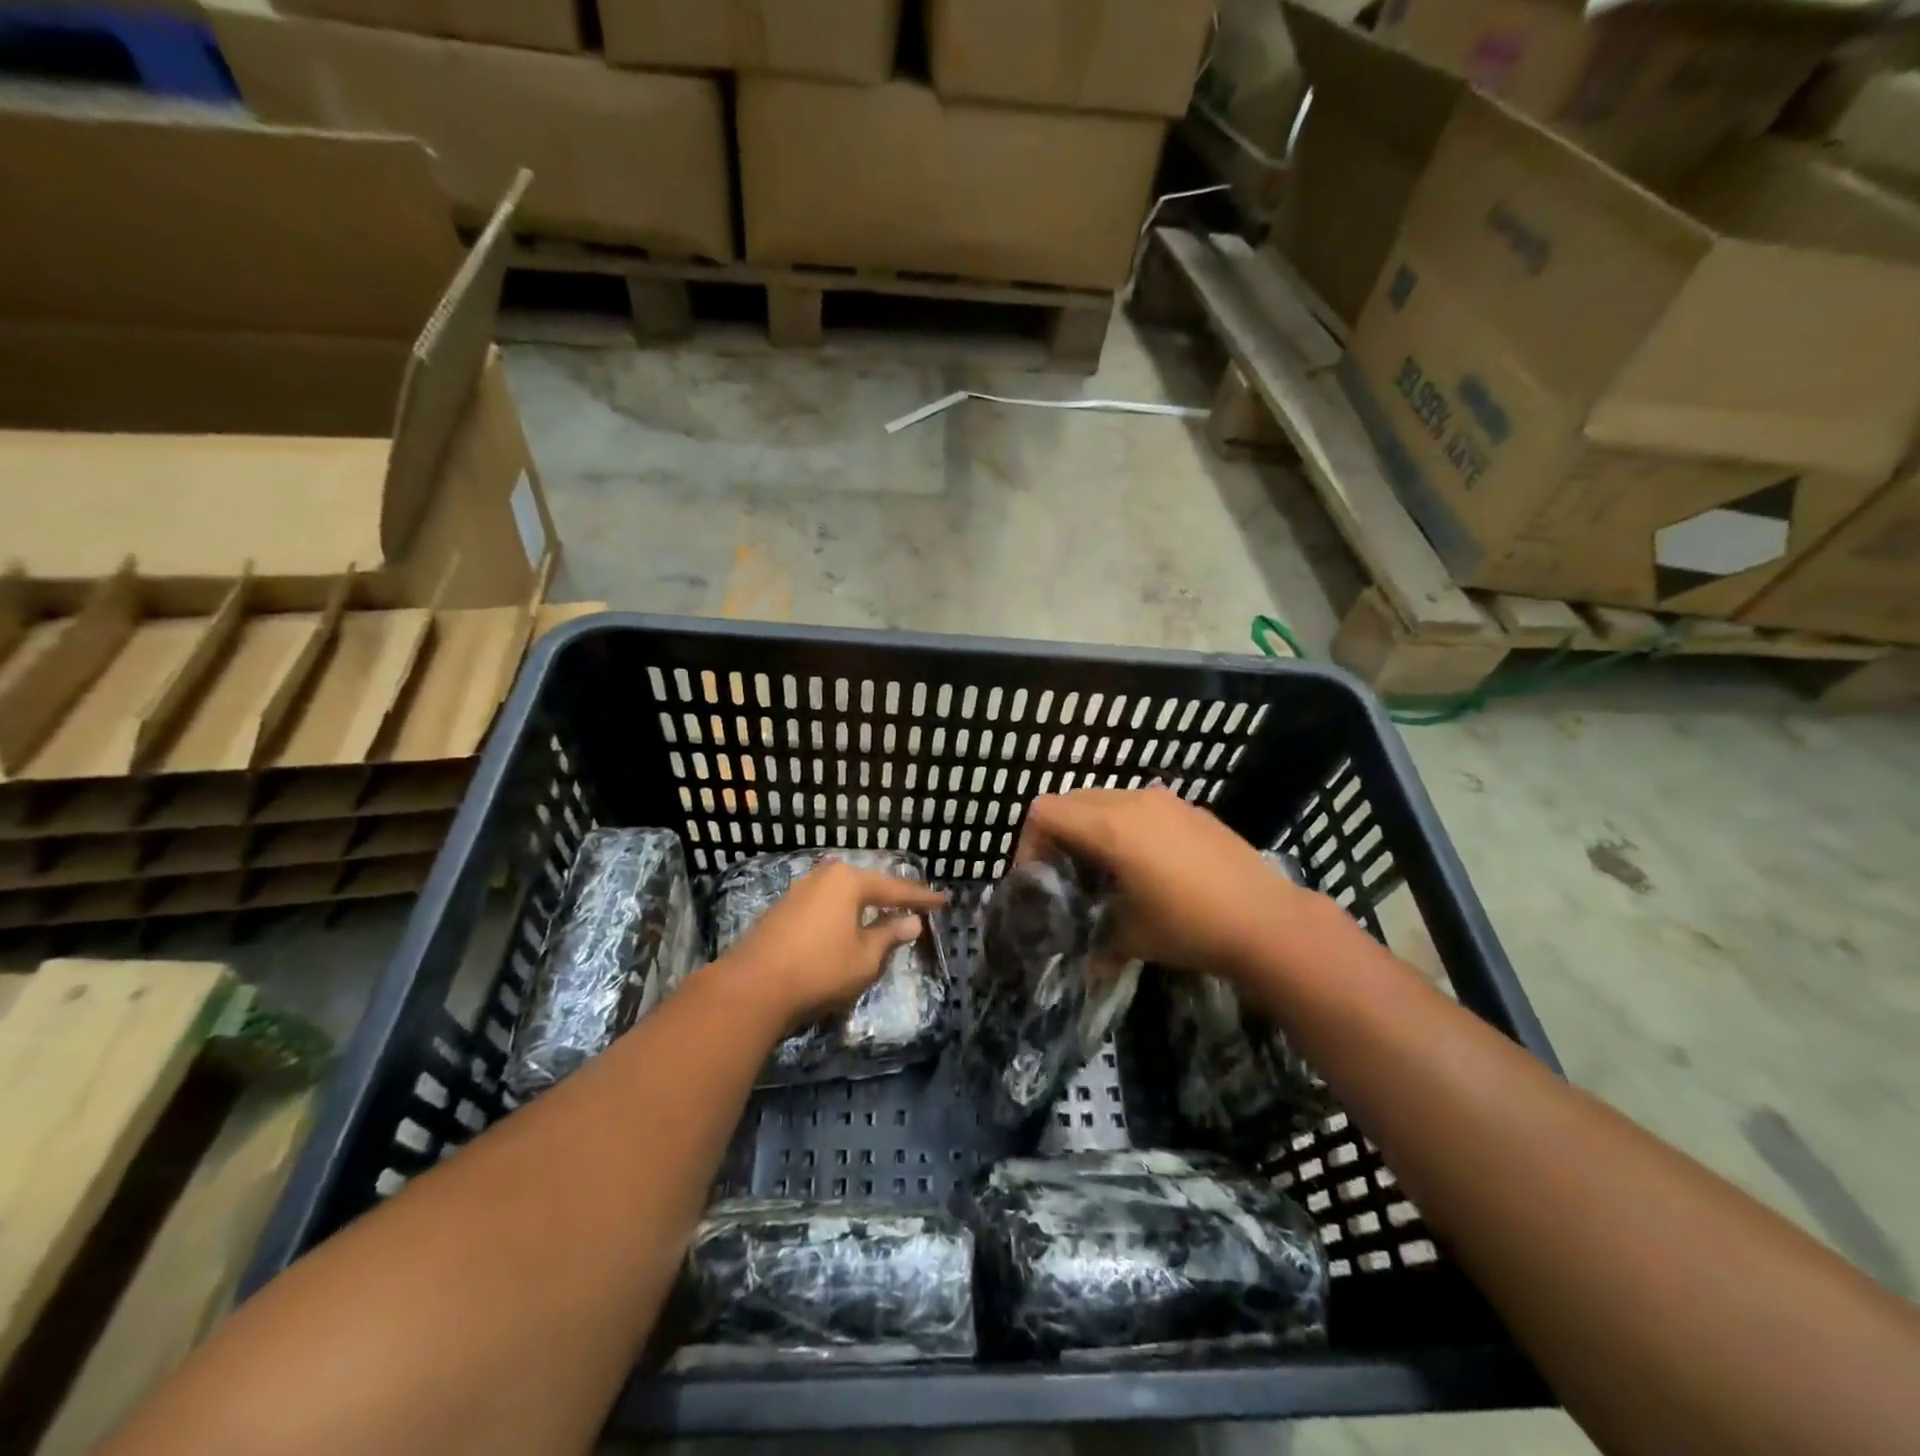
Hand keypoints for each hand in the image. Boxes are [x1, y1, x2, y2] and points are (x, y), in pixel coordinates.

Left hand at [721, 861, 947, 1029]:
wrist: (752, 988)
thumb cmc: (819, 969)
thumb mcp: (865, 957)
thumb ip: (890, 936)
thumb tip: (912, 921)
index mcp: (849, 880)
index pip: (895, 889)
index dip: (921, 898)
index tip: (944, 900)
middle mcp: (824, 876)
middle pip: (867, 885)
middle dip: (891, 896)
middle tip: (915, 905)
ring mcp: (800, 891)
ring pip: (844, 895)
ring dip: (865, 906)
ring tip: (886, 914)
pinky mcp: (783, 910)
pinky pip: (825, 906)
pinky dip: (843, 915)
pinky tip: (849, 926)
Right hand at [1016, 786, 1311, 982]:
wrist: (1269, 922)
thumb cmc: (1190, 927)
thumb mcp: (1131, 937)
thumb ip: (1095, 940)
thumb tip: (1085, 961)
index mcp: (1110, 826)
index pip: (1045, 811)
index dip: (1029, 842)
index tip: (1039, 879)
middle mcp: (1134, 801)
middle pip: (1072, 800)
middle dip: (1059, 834)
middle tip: (1066, 875)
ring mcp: (1167, 801)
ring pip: (1107, 799)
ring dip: (1093, 828)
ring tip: (1106, 872)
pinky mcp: (1192, 810)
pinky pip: (1141, 807)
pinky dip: (1126, 826)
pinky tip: (1147, 867)